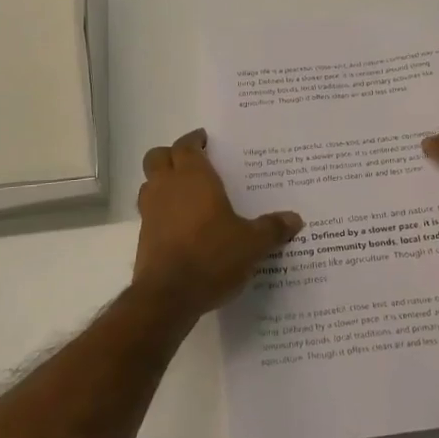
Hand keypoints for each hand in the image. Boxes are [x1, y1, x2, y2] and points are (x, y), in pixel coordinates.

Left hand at [134, 129, 303, 317]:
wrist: (168, 297)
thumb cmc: (212, 256)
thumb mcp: (252, 244)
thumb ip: (272, 228)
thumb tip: (295, 218)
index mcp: (193, 178)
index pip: (186, 146)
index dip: (194, 140)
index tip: (204, 140)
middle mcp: (167, 188)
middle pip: (158, 157)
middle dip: (172, 155)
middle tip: (193, 163)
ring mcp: (150, 213)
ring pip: (149, 184)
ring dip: (163, 182)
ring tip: (186, 193)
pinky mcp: (143, 238)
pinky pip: (150, 213)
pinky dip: (162, 212)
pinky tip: (182, 227)